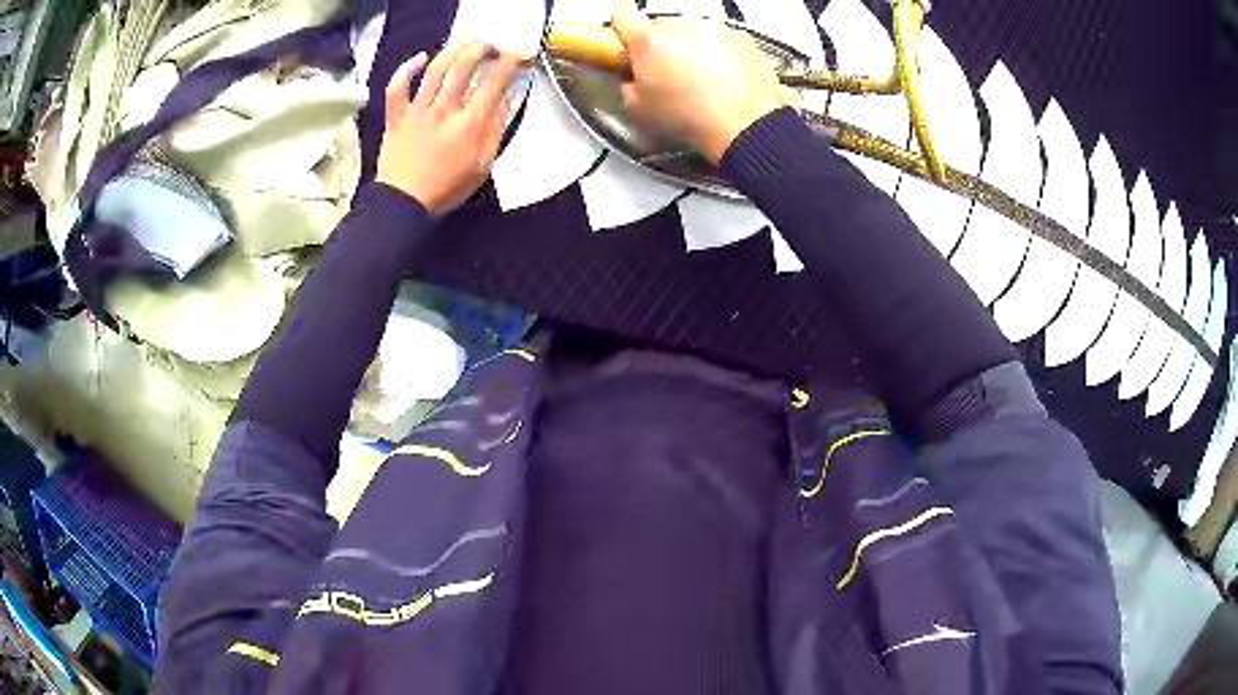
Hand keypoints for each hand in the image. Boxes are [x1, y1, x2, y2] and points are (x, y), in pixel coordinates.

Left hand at [376, 41, 522, 215]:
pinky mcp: (396, 116)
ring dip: (452, 50)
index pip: (494, 81)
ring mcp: (417, 111)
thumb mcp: (483, 165)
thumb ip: (496, 129)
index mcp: (469, 124)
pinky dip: (407, 69)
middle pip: (463, 66)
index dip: (510, 62)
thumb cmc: (446, 188)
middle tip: (491, 46)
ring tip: (465, 45)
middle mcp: (444, 110)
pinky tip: (420, 58)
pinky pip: (397, 87)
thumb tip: (509, 99)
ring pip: (435, 69)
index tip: (518, 56)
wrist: (403, 204)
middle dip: (481, 48)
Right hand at [611, 0, 784, 163]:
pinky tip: (725, 81)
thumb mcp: (639, 110)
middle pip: (661, 26)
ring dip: (692, 50)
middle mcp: (680, 26)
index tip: (624, 29)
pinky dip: (722, 55)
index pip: (622, 13)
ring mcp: (714, 29)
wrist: (745, 126)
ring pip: (694, 33)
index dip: (621, 21)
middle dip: (660, 45)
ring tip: (701, 82)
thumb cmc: (690, 118)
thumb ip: (627, 86)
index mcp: (647, 40)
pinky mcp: (742, 38)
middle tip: (665, 73)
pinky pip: (723, 40)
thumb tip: (632, 80)